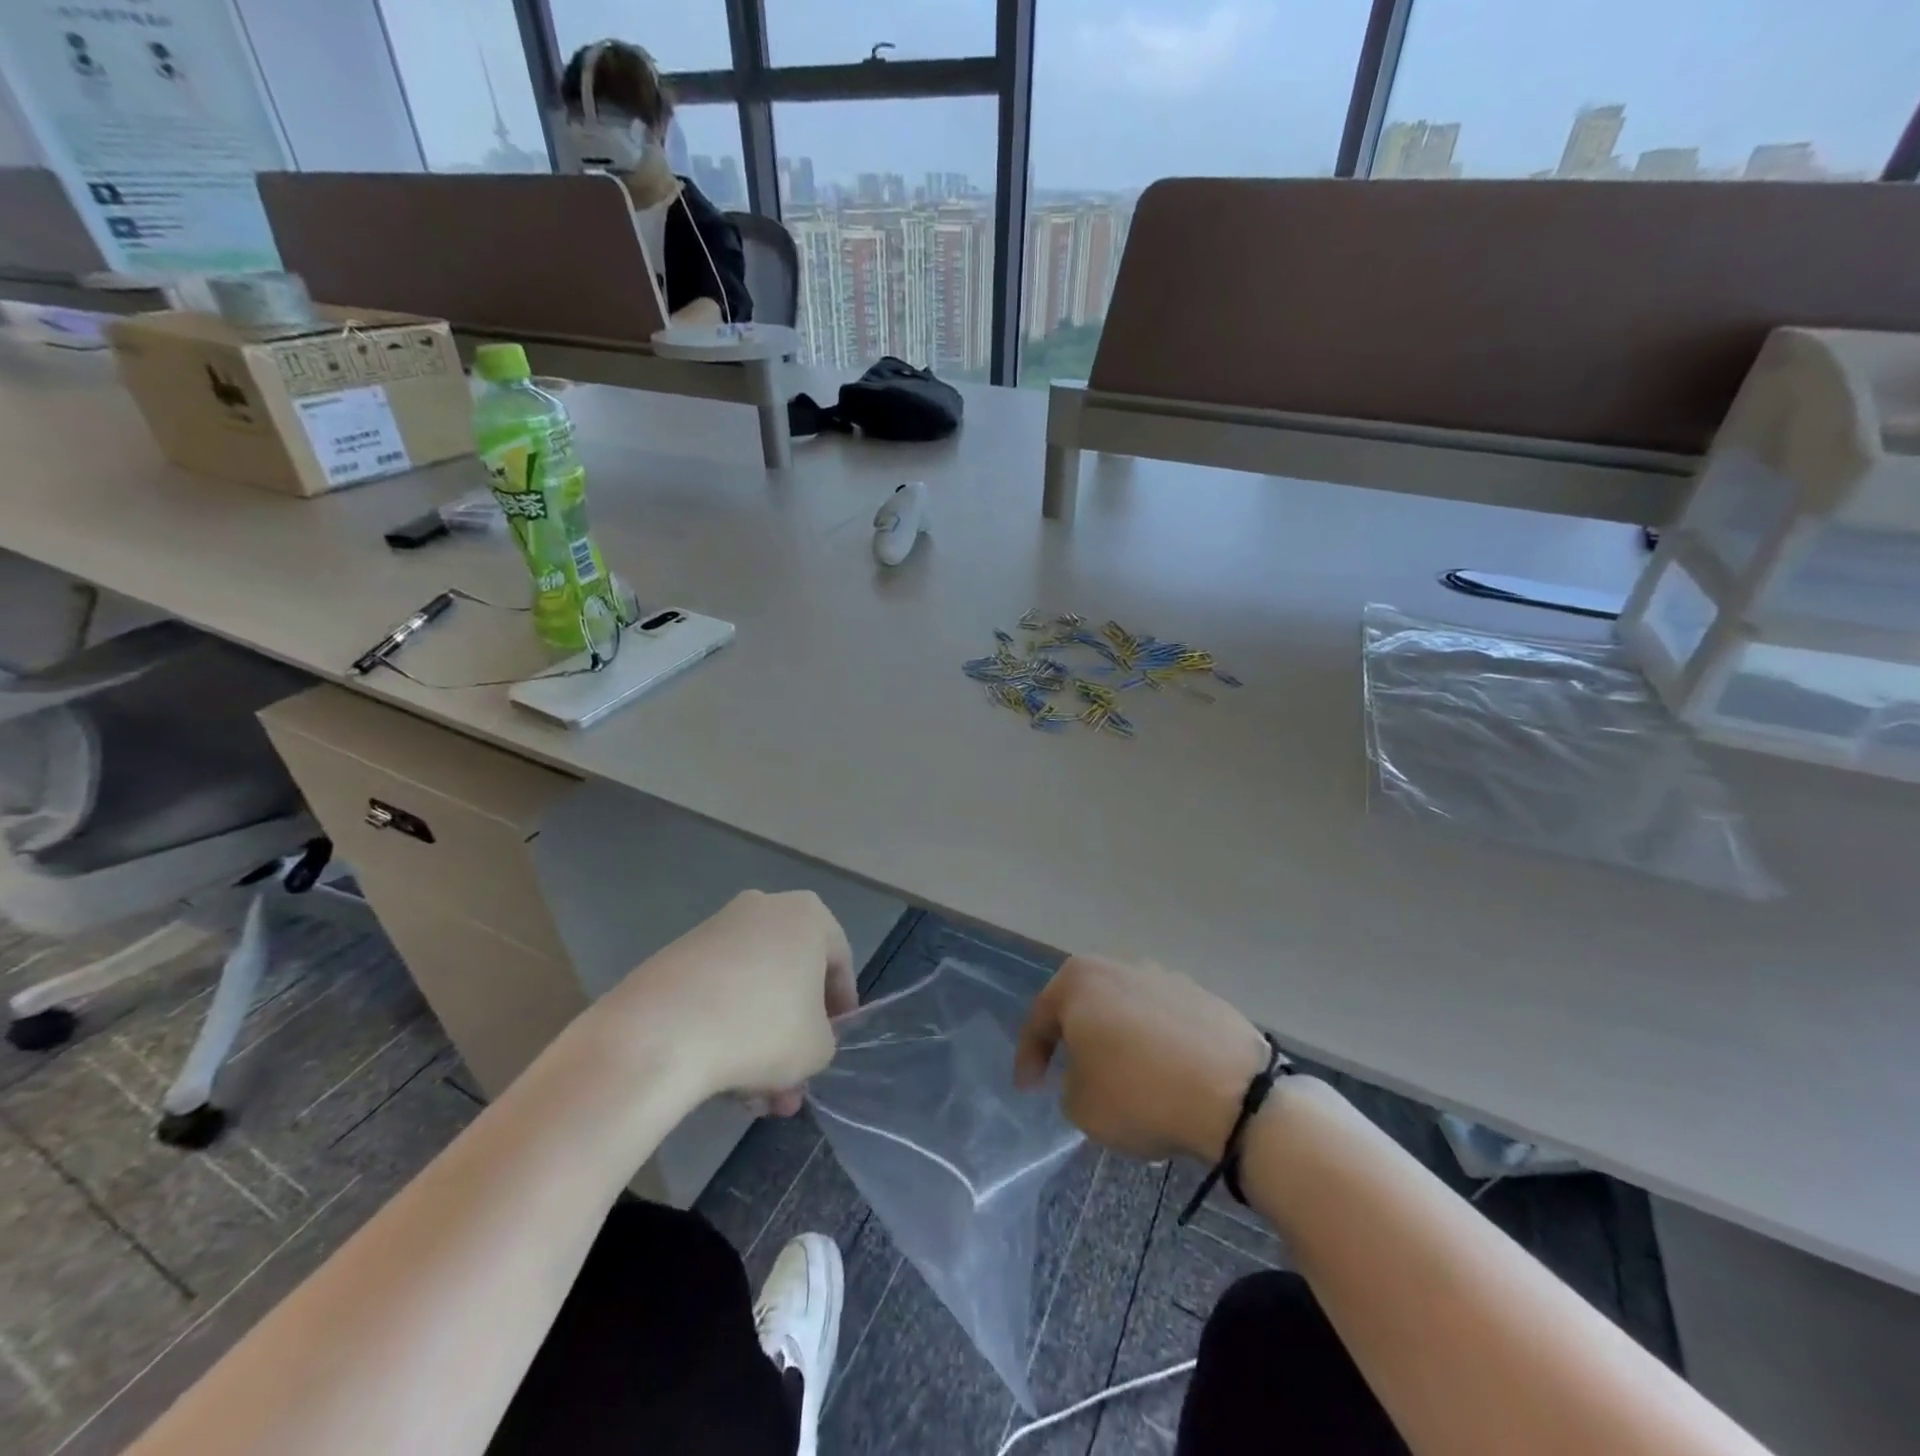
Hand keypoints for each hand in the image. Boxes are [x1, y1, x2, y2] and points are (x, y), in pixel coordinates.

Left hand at [592, 890, 854, 1115]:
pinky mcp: (676, 955)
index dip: (840, 1008)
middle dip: (793, 1035)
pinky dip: (724, 1029)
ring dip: (759, 1042)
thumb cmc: (760, 1029)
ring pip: (753, 990)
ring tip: (751, 1099)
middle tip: (790, 1084)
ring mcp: (716, 929)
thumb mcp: (817, 1048)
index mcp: (808, 915)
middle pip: (791, 977)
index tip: (832, 1045)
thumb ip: (825, 1039)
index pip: (839, 962)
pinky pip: (716, 992)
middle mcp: (764, 908)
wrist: (660, 1034)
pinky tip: (719, 1079)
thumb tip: (803, 1040)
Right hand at [1016, 955, 1269, 1161]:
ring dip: (1118, 1037)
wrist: (1234, 1094)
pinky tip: (1163, 1073)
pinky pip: (1163, 1020)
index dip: (1029, 1056)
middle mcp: (1118, 966)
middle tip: (1070, 1069)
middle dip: (1075, 1036)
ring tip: (1123, 1074)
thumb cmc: (1139, 1094)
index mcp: (1078, 981)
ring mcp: (1164, 976)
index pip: (1040, 1018)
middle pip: (1084, 1003)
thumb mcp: (1081, 1107)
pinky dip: (1156, 1042)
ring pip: (1125, 1008)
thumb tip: (1088, 1074)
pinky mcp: (1202, 995)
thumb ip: (1070, 1084)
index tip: (1028, 1088)